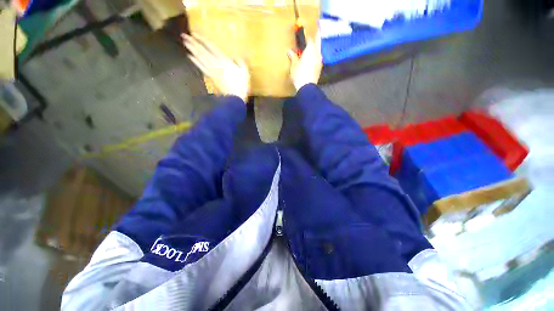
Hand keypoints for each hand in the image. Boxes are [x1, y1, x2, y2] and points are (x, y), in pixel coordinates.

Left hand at [182, 33, 249, 101]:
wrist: (235, 97)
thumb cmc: (241, 85)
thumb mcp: (245, 72)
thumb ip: (240, 62)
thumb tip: (236, 57)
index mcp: (224, 60)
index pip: (211, 47)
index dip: (202, 40)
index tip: (195, 33)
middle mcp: (215, 64)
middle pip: (202, 51)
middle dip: (193, 43)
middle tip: (184, 36)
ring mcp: (212, 71)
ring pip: (200, 59)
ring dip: (192, 50)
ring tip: (185, 44)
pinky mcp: (210, 77)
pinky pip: (201, 67)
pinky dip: (195, 62)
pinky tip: (190, 57)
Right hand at [287, 34, 322, 90]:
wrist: (307, 87)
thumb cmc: (299, 74)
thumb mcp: (294, 65)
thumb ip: (293, 56)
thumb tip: (289, 51)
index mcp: (311, 49)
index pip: (309, 38)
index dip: (306, 35)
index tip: (304, 31)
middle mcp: (317, 53)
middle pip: (318, 42)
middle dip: (317, 36)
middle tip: (317, 30)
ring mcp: (320, 61)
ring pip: (318, 50)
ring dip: (316, 47)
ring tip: (312, 46)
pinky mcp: (319, 68)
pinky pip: (318, 58)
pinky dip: (315, 55)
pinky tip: (312, 57)